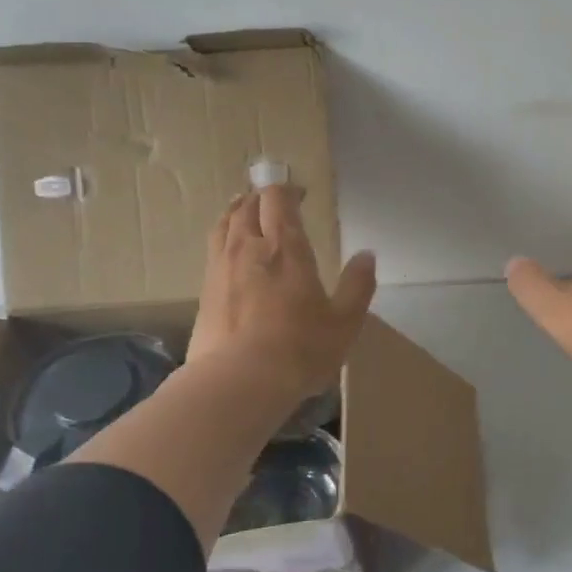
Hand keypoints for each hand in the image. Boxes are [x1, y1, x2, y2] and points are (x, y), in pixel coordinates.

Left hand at [185, 185, 376, 403]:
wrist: (239, 381)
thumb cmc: (300, 348)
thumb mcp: (344, 321)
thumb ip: (357, 285)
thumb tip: (367, 255)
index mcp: (286, 248)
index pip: (278, 200)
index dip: (287, 190)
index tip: (300, 193)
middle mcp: (248, 248)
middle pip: (246, 207)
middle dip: (261, 198)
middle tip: (274, 202)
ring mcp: (220, 268)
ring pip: (223, 225)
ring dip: (236, 212)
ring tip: (244, 213)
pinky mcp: (204, 292)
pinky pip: (212, 251)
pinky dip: (223, 240)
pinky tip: (230, 254)